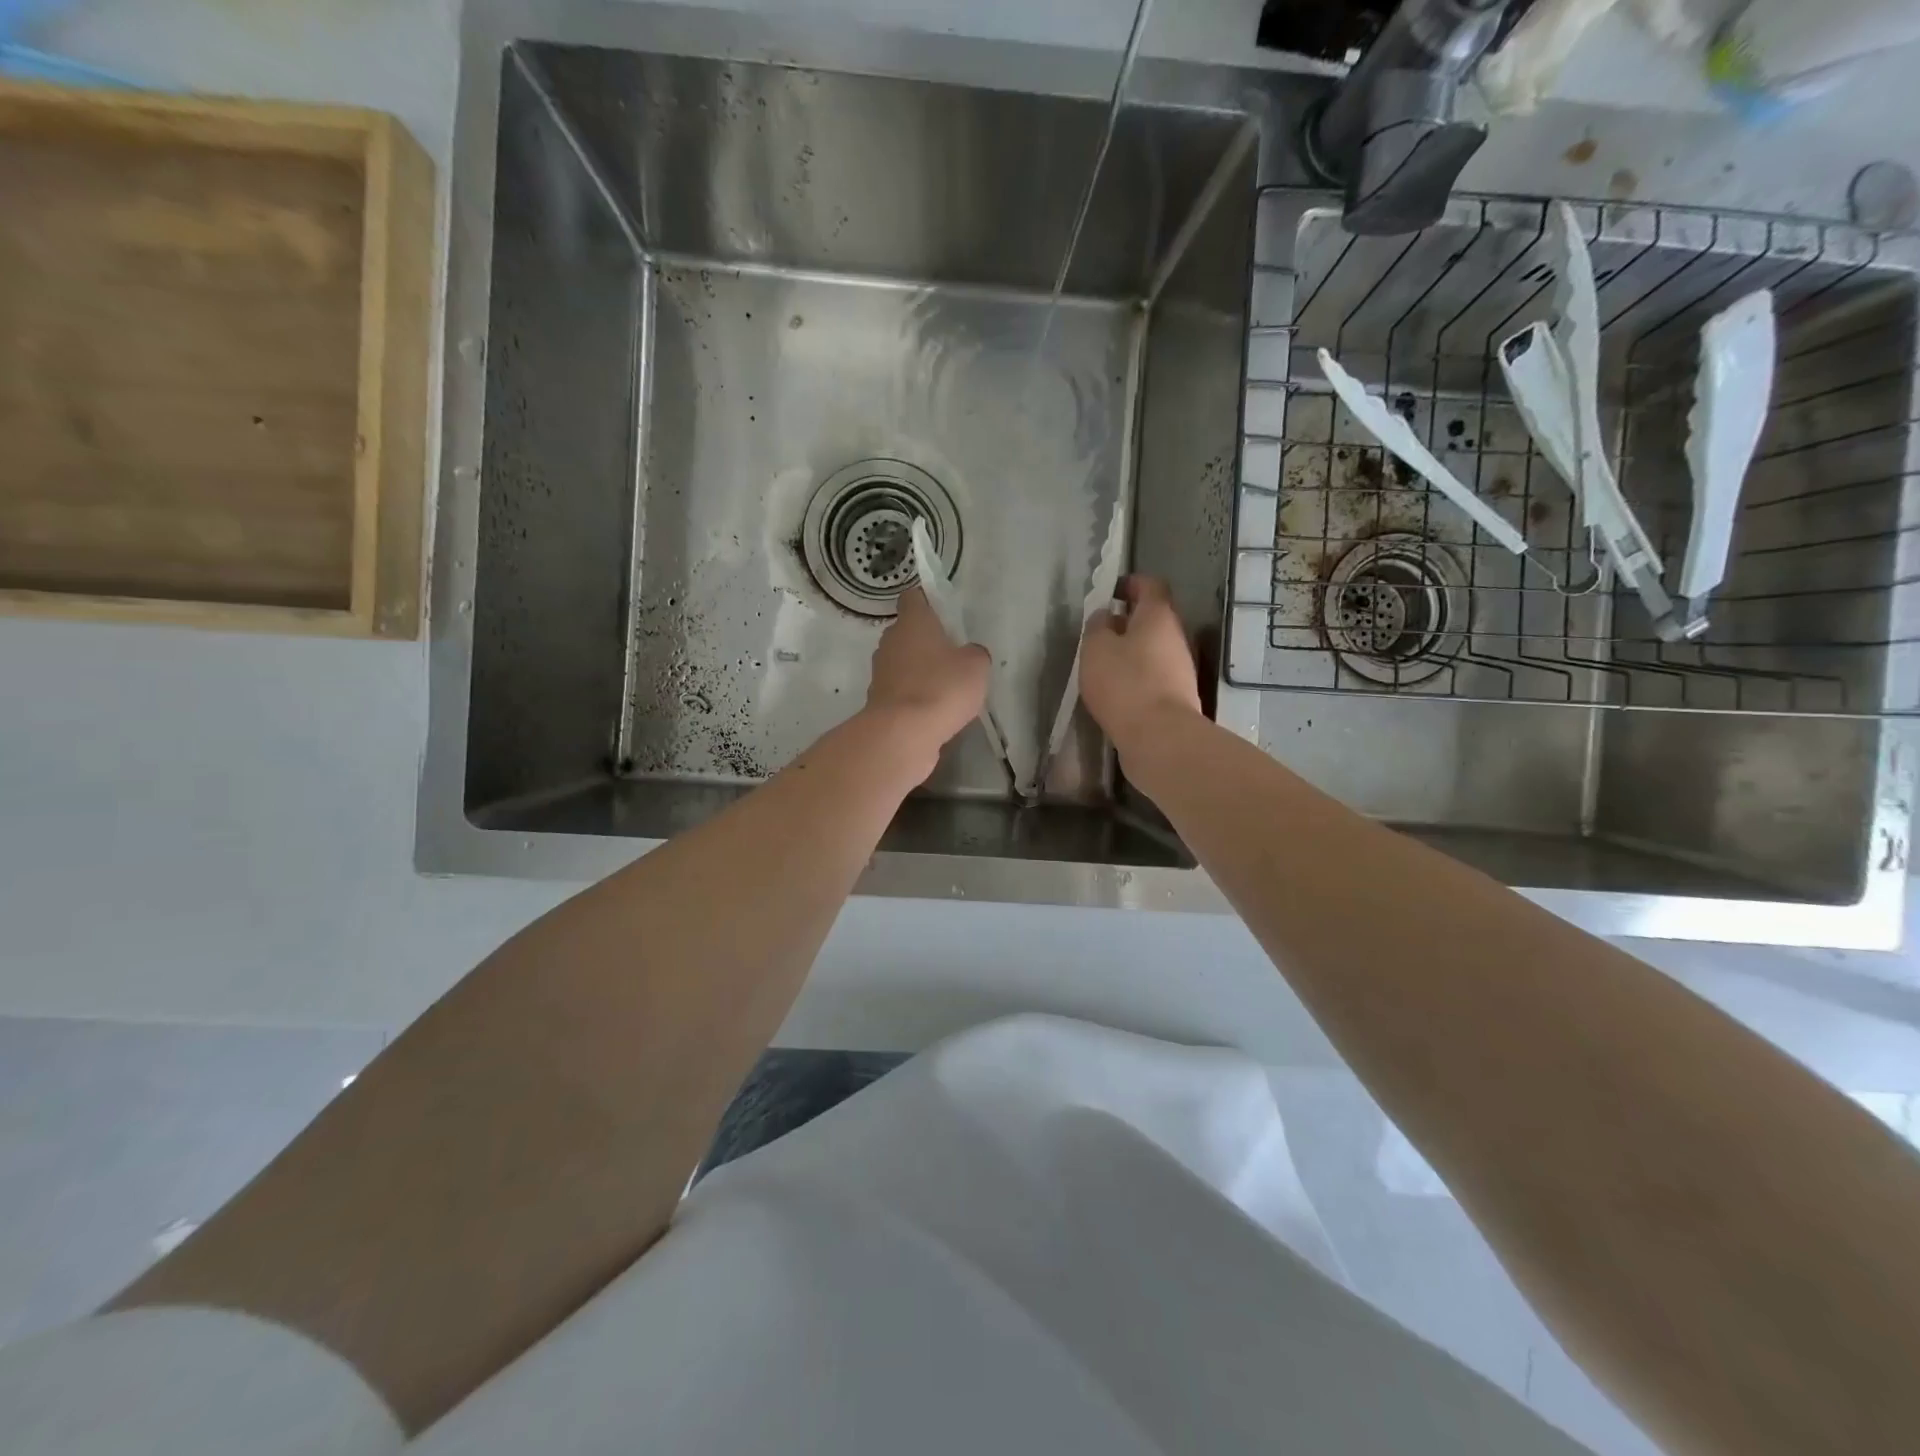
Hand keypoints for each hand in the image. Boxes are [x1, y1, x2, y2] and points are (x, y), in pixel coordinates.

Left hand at [864, 587, 990, 765]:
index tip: (944, 614)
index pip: (914, 598)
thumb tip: (969, 654)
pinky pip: (900, 690)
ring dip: (919, 671)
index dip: (928, 602)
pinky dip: (913, 696)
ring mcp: (880, 671)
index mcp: (913, 622)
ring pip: (902, 662)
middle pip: (907, 632)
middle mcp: (890, 641)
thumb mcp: (976, 666)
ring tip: (945, 687)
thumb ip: (974, 654)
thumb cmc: (942, 687)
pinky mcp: (878, 700)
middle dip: (926, 641)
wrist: (903, 733)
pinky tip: (932, 710)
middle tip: (952, 655)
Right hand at [1079, 575, 1201, 752]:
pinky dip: (1136, 675)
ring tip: (1103, 663)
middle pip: (1154, 619)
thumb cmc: (1124, 683)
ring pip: (1154, 648)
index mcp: (1158, 615)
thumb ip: (1097, 627)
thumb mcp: (1096, 648)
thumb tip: (1105, 617)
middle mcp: (1176, 636)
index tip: (1111, 591)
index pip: (1150, 585)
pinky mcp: (1177, 695)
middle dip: (1128, 621)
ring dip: (1132, 651)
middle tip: (1100, 630)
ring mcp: (1180, 668)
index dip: (1131, 583)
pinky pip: (1154, 675)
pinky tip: (1116, 690)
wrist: (1159, 736)